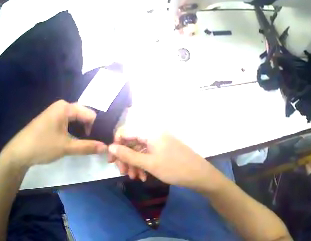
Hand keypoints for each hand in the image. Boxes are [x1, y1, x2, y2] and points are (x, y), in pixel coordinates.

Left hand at [0, 100, 106, 166]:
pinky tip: (72, 142)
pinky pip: (67, 123)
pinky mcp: (51, 120)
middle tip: (94, 145)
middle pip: (82, 115)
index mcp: (66, 107)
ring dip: (81, 132)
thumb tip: (105, 147)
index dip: (95, 128)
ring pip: (74, 120)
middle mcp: (61, 106)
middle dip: (89, 129)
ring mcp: (55, 112)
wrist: (22, 149)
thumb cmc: (44, 145)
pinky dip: (72, 132)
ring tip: (85, 145)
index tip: (98, 143)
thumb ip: (87, 147)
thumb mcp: (66, 147)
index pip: (89, 114)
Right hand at [108, 128, 222, 191]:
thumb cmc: (174, 168)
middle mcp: (153, 133)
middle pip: (131, 142)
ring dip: (134, 164)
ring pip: (139, 150)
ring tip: (135, 178)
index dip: (116, 146)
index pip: (125, 132)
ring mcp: (159, 142)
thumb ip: (128, 155)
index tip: (112, 161)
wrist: (200, 175)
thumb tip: (110, 146)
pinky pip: (148, 155)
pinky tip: (143, 177)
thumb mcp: (149, 163)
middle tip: (123, 173)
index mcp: (150, 131)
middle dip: (125, 158)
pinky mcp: (163, 150)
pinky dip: (143, 165)